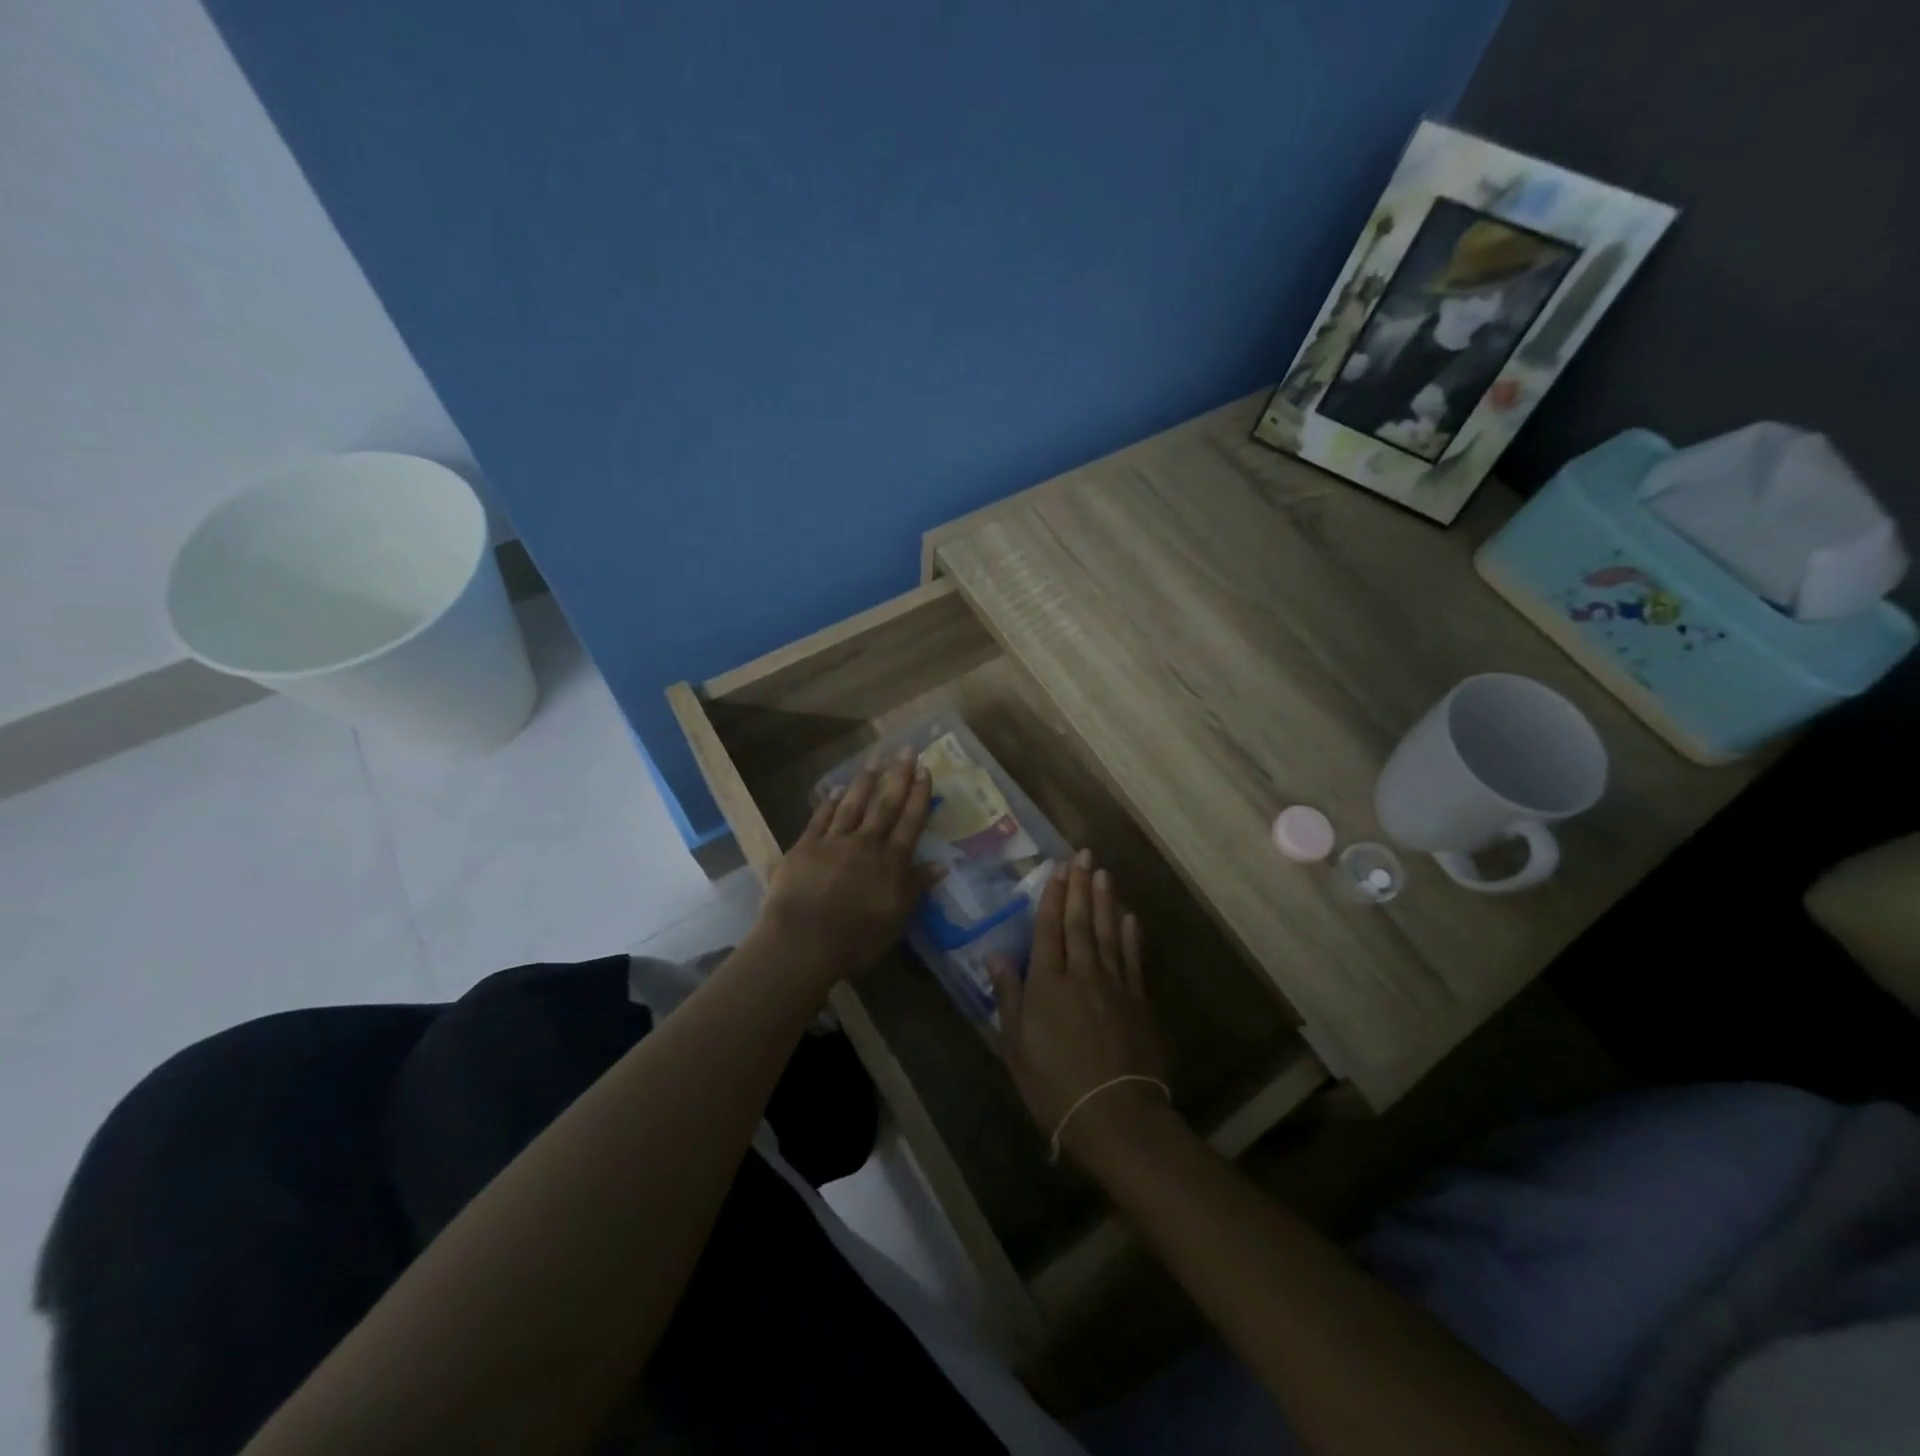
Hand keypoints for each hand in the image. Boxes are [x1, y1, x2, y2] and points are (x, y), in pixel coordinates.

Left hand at [754, 752, 939, 993]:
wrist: (803, 942)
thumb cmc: (857, 939)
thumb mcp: (897, 919)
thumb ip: (917, 887)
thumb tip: (942, 865)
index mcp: (891, 861)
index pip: (910, 821)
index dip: (919, 795)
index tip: (926, 770)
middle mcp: (866, 843)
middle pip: (885, 804)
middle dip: (898, 776)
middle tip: (907, 749)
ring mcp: (833, 842)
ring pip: (853, 804)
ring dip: (865, 781)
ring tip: (875, 759)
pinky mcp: (805, 847)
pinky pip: (821, 818)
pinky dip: (830, 802)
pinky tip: (836, 790)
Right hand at [988, 850, 1168, 1163]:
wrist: (1114, 1115)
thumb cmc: (1053, 1084)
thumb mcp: (1015, 1045)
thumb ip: (1007, 995)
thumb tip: (995, 953)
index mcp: (1047, 982)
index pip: (1048, 928)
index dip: (1053, 896)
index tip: (1057, 868)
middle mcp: (1081, 973)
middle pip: (1080, 921)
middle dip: (1080, 886)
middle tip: (1083, 854)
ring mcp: (1114, 985)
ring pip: (1107, 933)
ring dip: (1105, 901)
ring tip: (1104, 873)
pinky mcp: (1138, 1001)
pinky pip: (1132, 959)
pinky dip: (1130, 936)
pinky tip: (1129, 917)